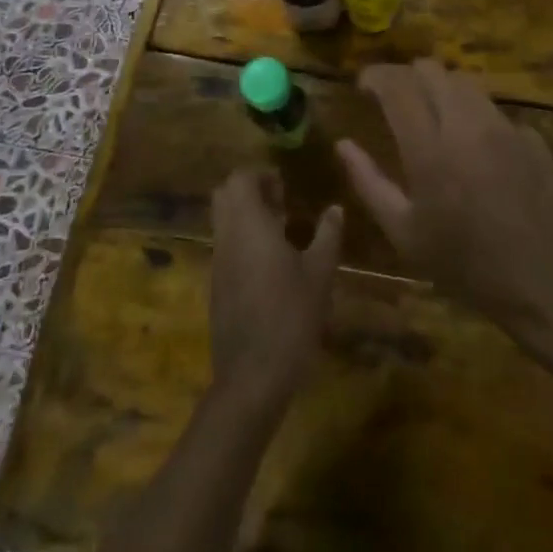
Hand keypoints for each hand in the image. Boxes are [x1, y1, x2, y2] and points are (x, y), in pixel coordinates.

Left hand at [208, 168, 342, 416]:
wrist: (252, 376)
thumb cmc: (291, 316)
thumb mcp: (320, 273)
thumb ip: (328, 234)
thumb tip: (335, 208)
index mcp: (249, 225)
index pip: (240, 178)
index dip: (261, 174)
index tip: (286, 185)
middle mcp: (227, 237)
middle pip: (224, 195)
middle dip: (250, 190)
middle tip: (281, 202)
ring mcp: (217, 263)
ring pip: (223, 221)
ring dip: (246, 215)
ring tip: (281, 231)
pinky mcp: (216, 286)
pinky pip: (225, 246)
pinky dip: (242, 240)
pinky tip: (271, 263)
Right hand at [337, 60, 552, 345]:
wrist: (544, 283)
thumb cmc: (464, 264)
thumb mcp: (404, 233)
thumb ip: (369, 182)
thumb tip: (343, 144)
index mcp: (430, 148)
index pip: (397, 85)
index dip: (375, 76)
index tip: (362, 85)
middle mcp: (467, 124)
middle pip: (431, 70)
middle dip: (406, 76)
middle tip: (394, 99)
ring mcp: (504, 126)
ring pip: (465, 82)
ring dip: (440, 88)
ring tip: (431, 114)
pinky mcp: (530, 136)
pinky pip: (493, 109)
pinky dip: (473, 115)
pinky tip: (472, 146)